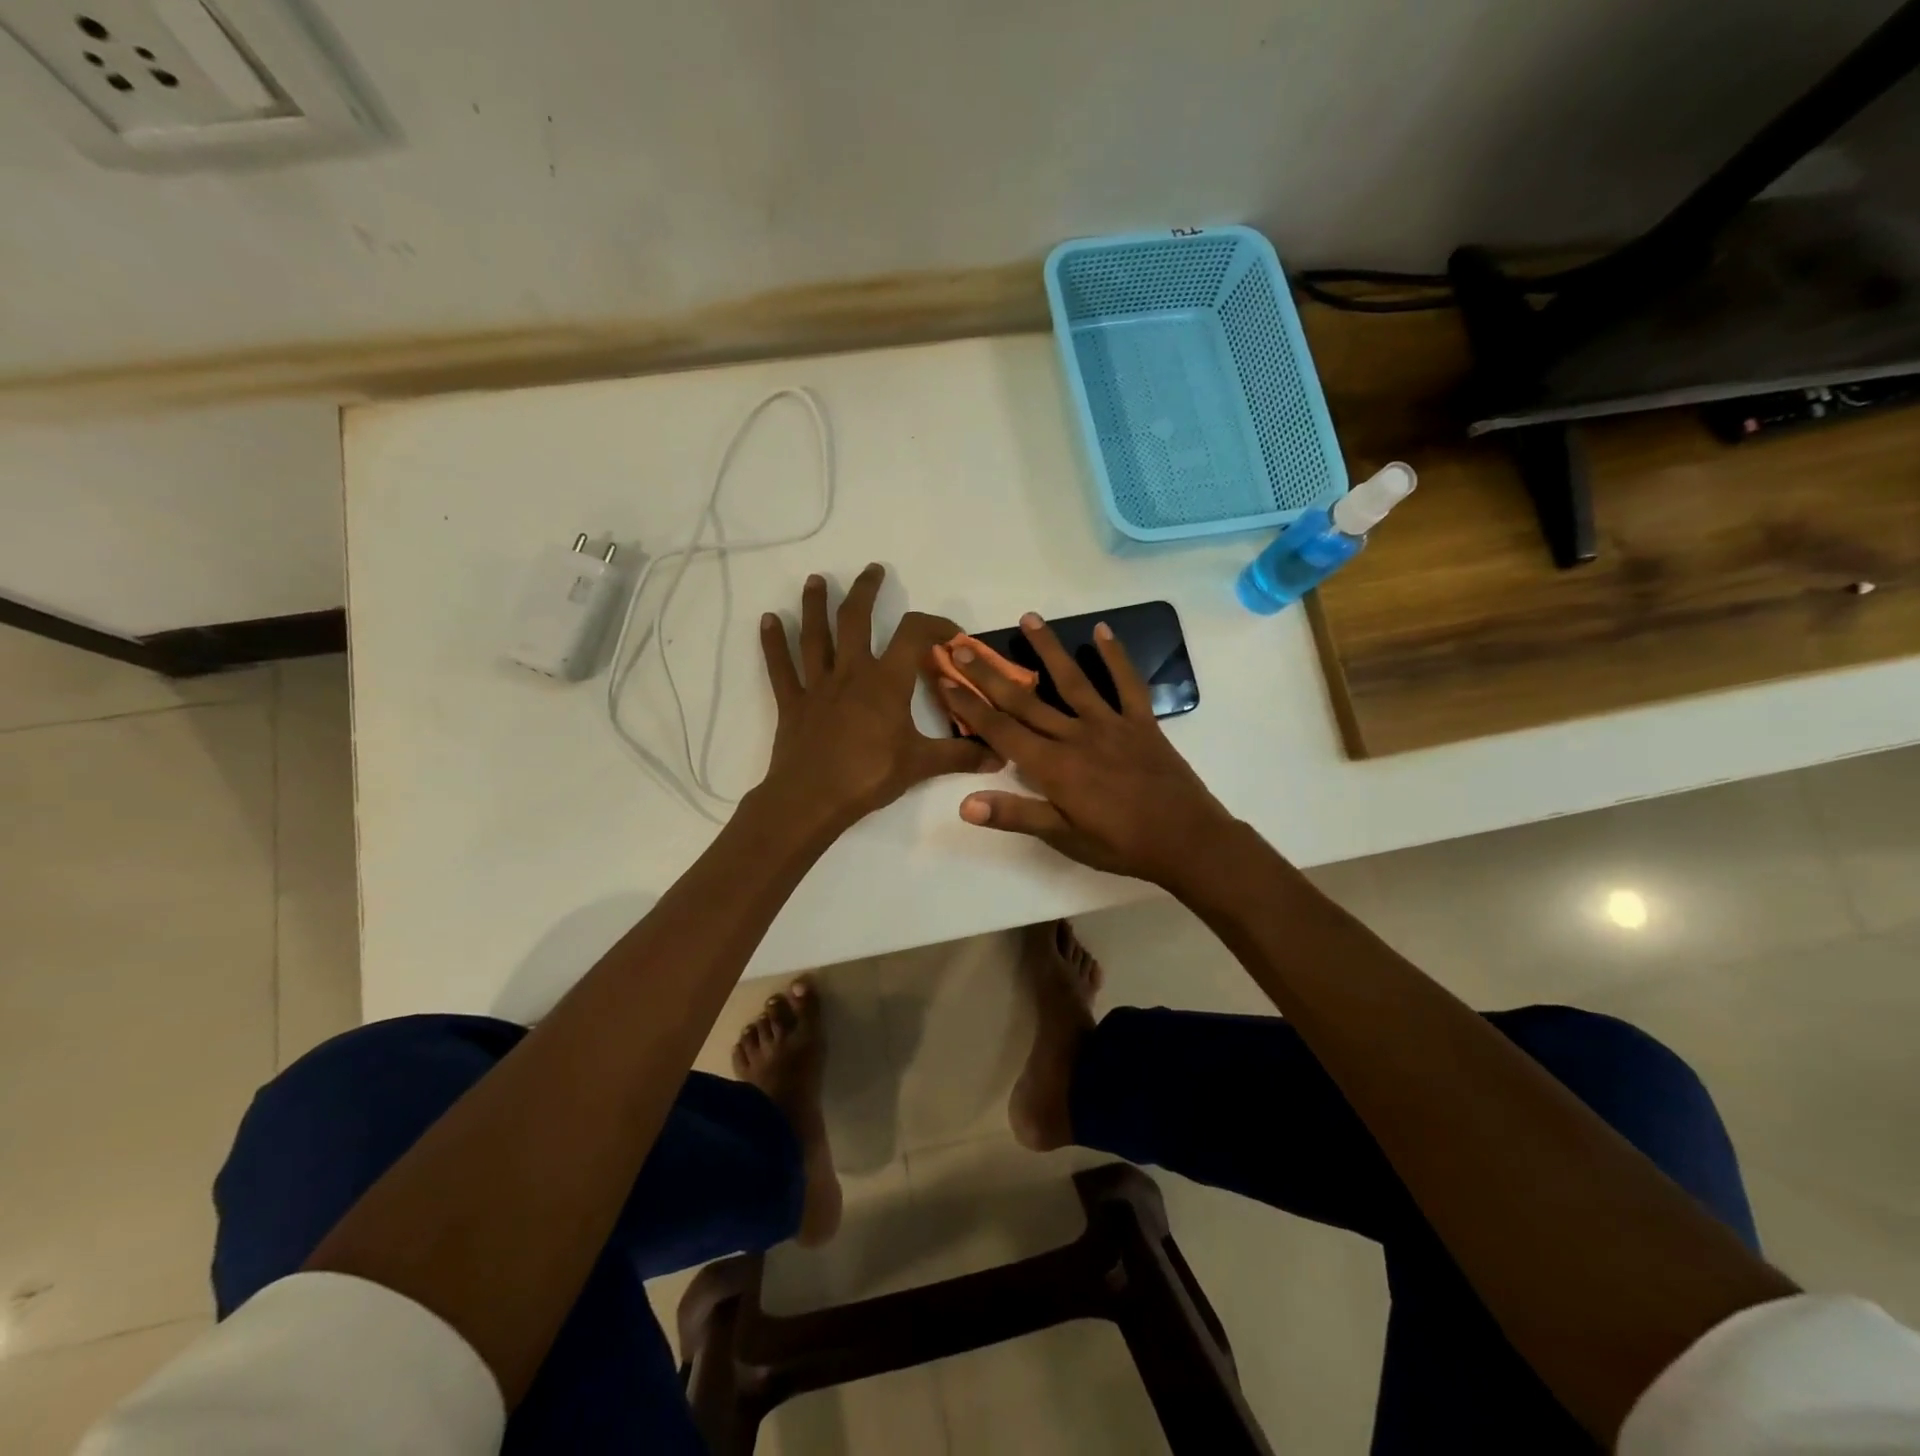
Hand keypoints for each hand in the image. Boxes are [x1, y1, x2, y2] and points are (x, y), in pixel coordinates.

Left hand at [758, 564, 996, 832]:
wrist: (812, 800)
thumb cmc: (869, 776)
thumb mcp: (921, 765)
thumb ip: (961, 756)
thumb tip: (1000, 755)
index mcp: (885, 682)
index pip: (913, 635)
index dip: (934, 624)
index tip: (949, 632)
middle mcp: (850, 672)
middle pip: (855, 619)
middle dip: (865, 591)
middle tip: (872, 570)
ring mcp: (817, 686)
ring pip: (815, 636)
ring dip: (815, 605)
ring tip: (815, 580)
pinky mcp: (793, 703)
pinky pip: (781, 668)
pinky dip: (773, 643)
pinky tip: (767, 620)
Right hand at [939, 613, 1238, 886]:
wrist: (1187, 841)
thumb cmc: (1120, 844)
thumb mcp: (1064, 837)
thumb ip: (1015, 814)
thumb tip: (964, 804)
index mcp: (1053, 766)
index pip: (1000, 730)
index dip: (970, 704)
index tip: (945, 678)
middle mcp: (1075, 736)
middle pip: (1024, 699)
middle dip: (989, 672)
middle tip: (962, 644)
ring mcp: (1110, 724)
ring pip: (1072, 680)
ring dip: (1047, 649)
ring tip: (1028, 619)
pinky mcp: (1141, 722)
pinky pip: (1127, 684)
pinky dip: (1116, 657)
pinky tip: (1102, 631)